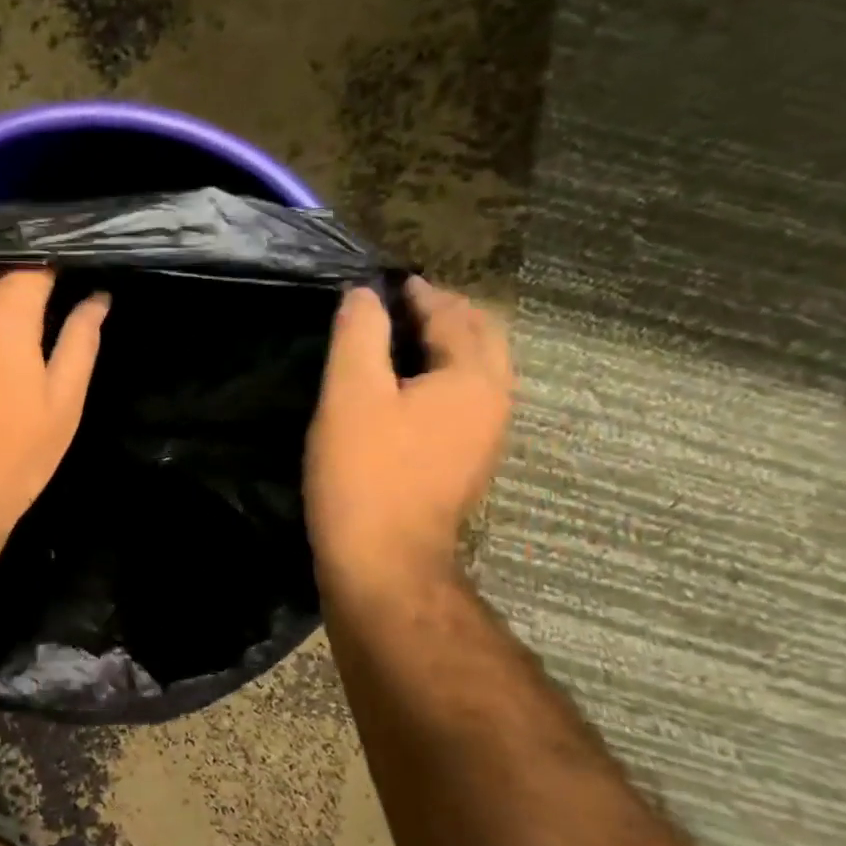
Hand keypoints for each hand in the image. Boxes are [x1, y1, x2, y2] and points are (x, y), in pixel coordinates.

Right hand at [305, 277, 513, 597]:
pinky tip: (405, 388)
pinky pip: (464, 400)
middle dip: (445, 314)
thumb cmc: (365, 473)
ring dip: (446, 345)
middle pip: (481, 338)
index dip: (420, 293)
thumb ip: (359, 334)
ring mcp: (485, 437)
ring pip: (476, 371)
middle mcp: (494, 402)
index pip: (454, 315)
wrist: (383, 562)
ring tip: (399, 339)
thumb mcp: (351, 394)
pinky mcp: (466, 463)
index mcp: (473, 378)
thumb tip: (364, 295)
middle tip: (398, 305)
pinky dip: (442, 377)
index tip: (387, 283)